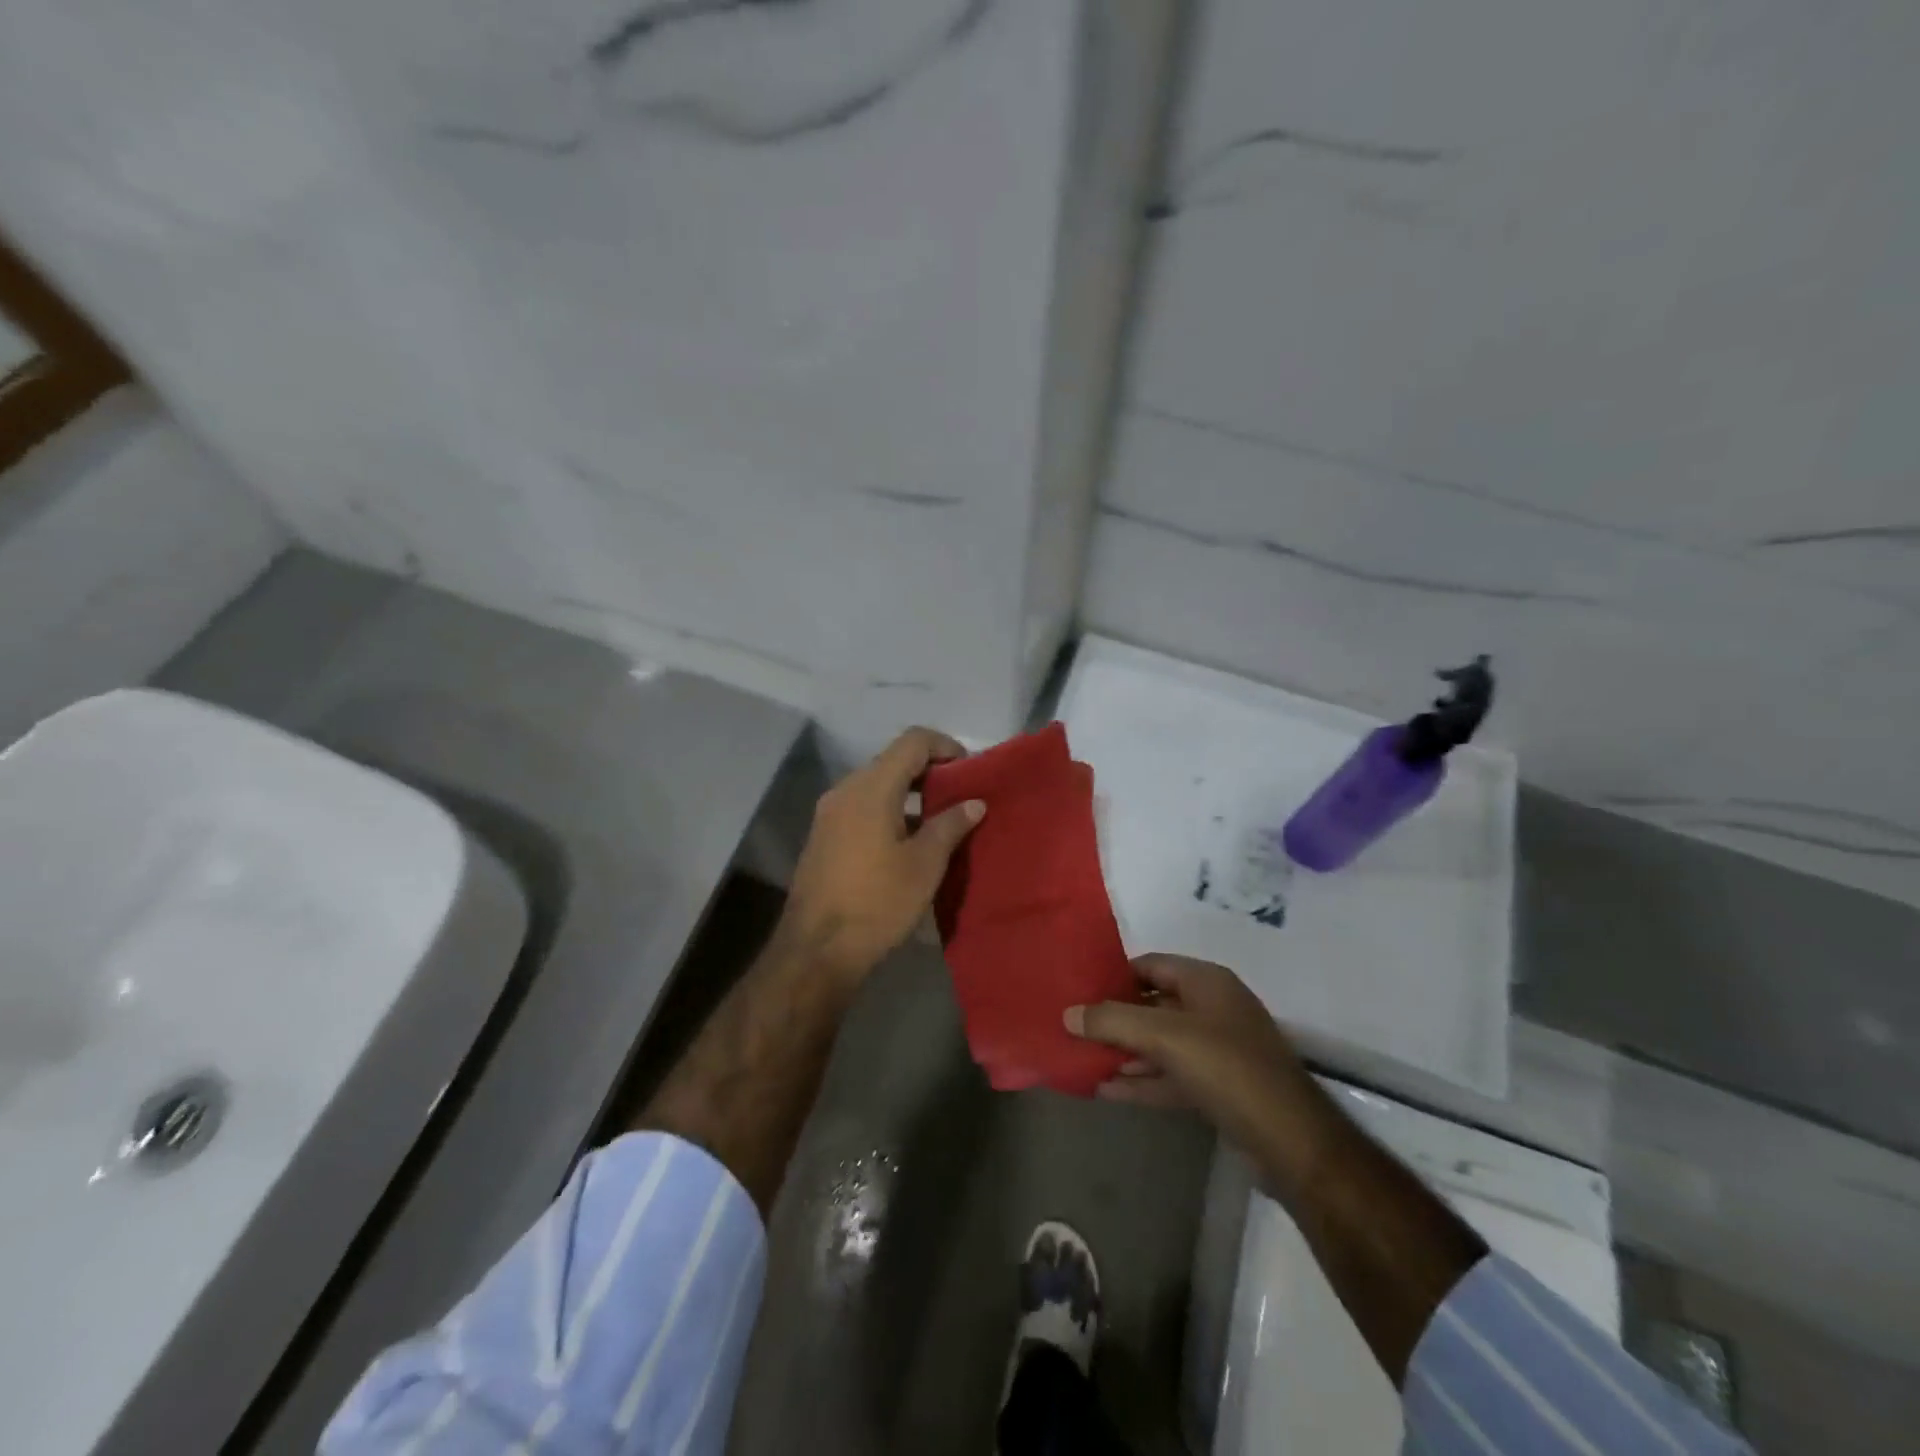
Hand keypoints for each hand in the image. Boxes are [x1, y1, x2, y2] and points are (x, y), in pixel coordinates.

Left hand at [780, 727, 984, 982]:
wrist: (816, 950)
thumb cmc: (877, 903)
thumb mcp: (924, 865)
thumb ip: (950, 825)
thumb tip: (974, 802)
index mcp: (871, 788)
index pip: (912, 741)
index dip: (945, 746)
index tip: (969, 769)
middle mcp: (846, 790)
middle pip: (893, 760)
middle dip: (929, 771)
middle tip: (961, 794)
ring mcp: (830, 813)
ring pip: (876, 784)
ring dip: (909, 793)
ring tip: (941, 819)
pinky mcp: (824, 835)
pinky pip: (862, 806)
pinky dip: (890, 809)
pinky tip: (909, 839)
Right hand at [1065, 954, 1318, 1161]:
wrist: (1291, 1142)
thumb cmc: (1228, 1069)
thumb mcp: (1165, 1037)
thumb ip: (1113, 1022)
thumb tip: (1067, 1014)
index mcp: (1207, 982)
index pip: (1151, 965)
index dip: (1114, 976)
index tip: (1078, 990)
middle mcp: (1213, 1010)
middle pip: (1152, 1005)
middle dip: (1115, 1018)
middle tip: (1073, 1027)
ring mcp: (1217, 1051)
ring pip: (1160, 1044)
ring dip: (1124, 1052)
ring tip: (1081, 1059)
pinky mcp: (1218, 1088)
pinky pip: (1170, 1075)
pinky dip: (1142, 1081)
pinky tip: (1106, 1090)